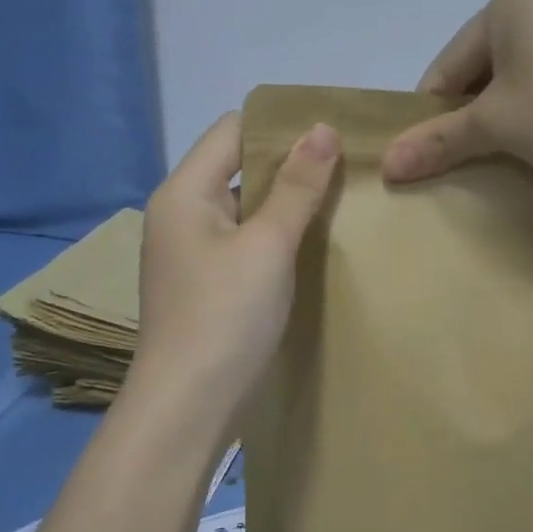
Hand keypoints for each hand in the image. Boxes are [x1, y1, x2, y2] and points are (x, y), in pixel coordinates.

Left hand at [132, 113, 339, 419]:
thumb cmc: (226, 316)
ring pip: (247, 204)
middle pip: (240, 164)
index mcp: (185, 191)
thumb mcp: (268, 244)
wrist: (189, 407)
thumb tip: (323, 128)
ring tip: (343, 195)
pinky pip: (247, 237)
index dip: (282, 125)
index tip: (334, 130)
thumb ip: (298, 186)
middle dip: (292, 161)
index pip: (233, 129)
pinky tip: (317, 238)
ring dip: (289, 199)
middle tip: (349, 162)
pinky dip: (278, 231)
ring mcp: (194, 249)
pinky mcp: (209, 280)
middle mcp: (183, 212)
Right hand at [382, 0, 532, 183]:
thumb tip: (388, 165)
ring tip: (512, 144)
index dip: (434, 106)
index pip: (453, 60)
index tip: (425, 146)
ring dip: (512, 103)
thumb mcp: (495, 126)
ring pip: (529, 64)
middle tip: (471, 148)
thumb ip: (439, 140)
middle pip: (490, 58)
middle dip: (476, 104)